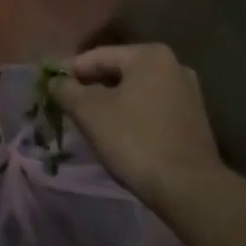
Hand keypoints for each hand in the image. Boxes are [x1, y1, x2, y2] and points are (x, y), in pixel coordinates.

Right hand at [49, 43, 222, 210]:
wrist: (189, 189)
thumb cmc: (135, 140)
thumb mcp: (89, 112)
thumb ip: (66, 90)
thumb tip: (55, 81)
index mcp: (149, 55)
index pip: (98, 56)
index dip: (70, 71)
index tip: (50, 87)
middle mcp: (173, 66)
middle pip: (118, 72)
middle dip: (91, 87)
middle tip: (67, 105)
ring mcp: (188, 94)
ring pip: (135, 92)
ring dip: (111, 103)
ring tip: (89, 122)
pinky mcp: (194, 121)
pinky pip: (152, 109)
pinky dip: (132, 116)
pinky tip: (118, 135)